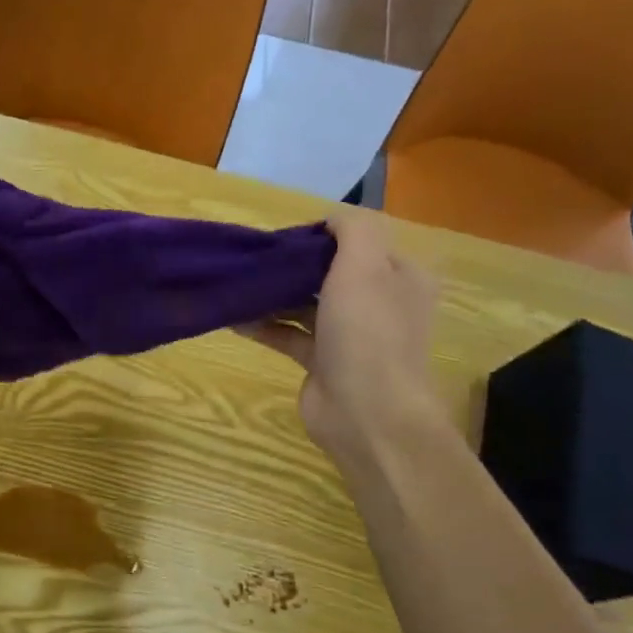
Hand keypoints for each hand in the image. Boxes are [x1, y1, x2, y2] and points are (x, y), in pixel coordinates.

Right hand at [235, 209, 439, 459]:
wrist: (367, 413)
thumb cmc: (368, 332)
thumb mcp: (365, 264)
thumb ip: (352, 229)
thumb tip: (328, 220)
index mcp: (398, 276)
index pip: (359, 242)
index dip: (321, 235)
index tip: (283, 237)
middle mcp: (378, 303)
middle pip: (329, 273)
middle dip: (292, 265)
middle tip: (254, 259)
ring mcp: (349, 335)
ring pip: (306, 304)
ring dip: (273, 294)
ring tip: (237, 284)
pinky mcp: (322, 362)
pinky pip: (289, 334)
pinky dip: (264, 325)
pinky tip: (234, 318)